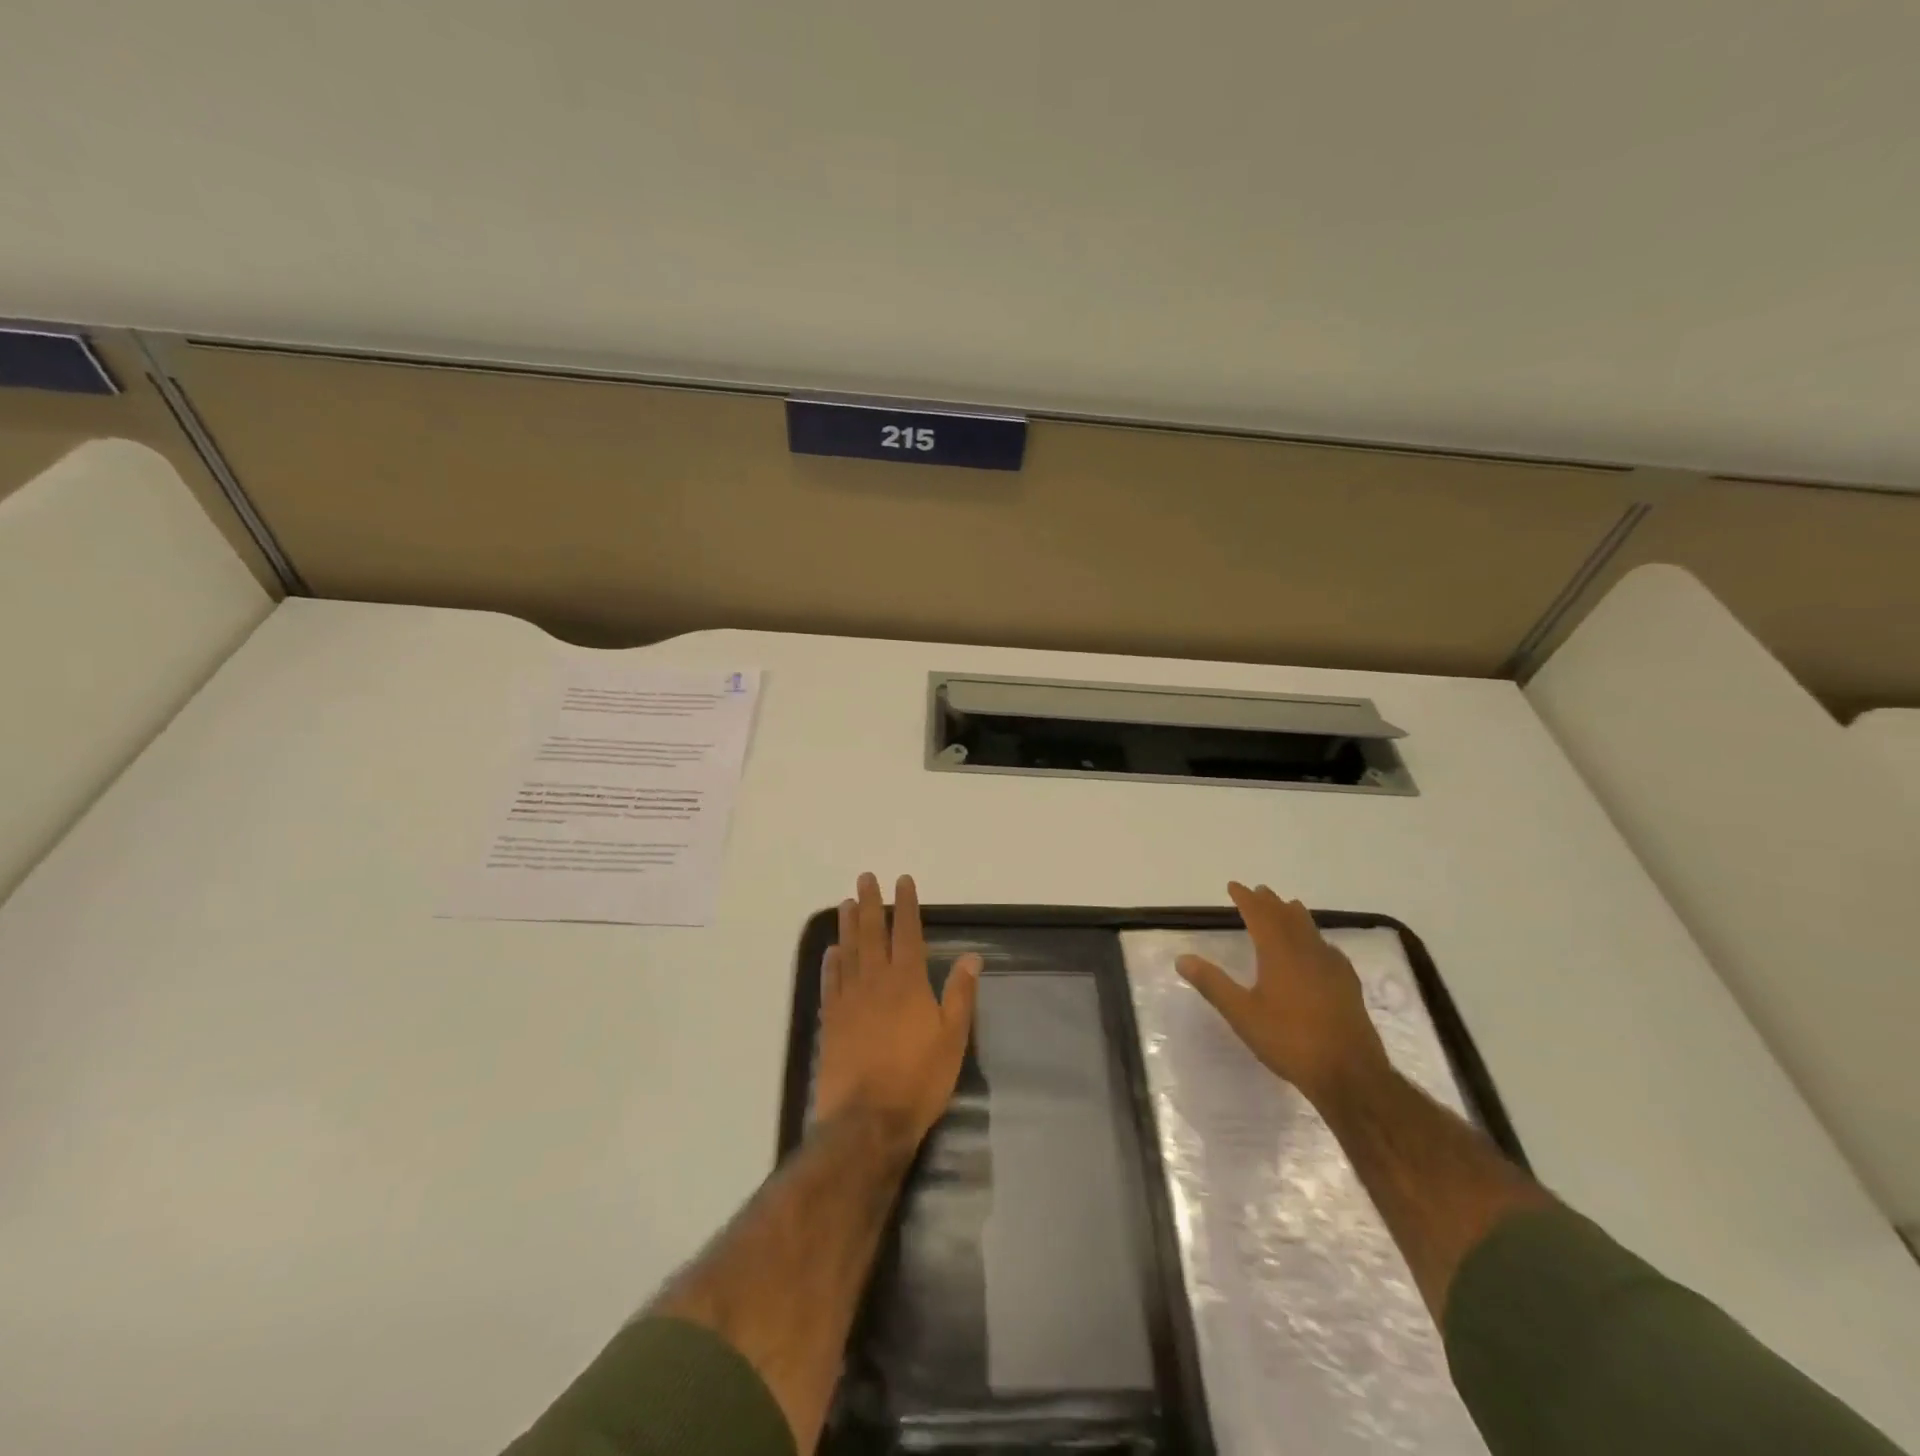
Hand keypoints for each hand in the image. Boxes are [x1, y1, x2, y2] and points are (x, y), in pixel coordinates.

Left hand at [814, 872, 981, 1149]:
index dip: (906, 905)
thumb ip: (960, 994)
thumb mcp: (953, 1038)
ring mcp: (849, 999)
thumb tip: (972, 956)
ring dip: (848, 925)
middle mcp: (876, 981)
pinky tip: (832, 951)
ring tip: (846, 903)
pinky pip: (831, 982)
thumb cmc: (918, 1078)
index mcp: (908, 981)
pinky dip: (831, 962)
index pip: (907, 932)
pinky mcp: (832, 1020)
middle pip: (871, 933)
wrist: (867, 1120)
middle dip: (870, 903)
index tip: (902, 881)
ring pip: (848, 951)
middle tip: (865, 878)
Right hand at [1176, 881, 1389, 1105]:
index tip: (1234, 886)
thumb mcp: (1241, 1013)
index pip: (1259, 914)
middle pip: (1287, 916)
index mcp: (1278, 952)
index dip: (1246, 898)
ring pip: (1310, 929)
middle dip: (1270, 902)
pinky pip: (1328, 948)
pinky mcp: (1348, 984)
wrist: (1349, 1073)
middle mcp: (1306, 951)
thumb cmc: (1289, 1040)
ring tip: (1287, 907)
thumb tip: (1182, 958)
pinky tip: (1319, 948)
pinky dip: (1316, 938)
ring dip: (1294, 915)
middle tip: (1258, 891)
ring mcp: (1331, 966)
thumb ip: (1212, 984)